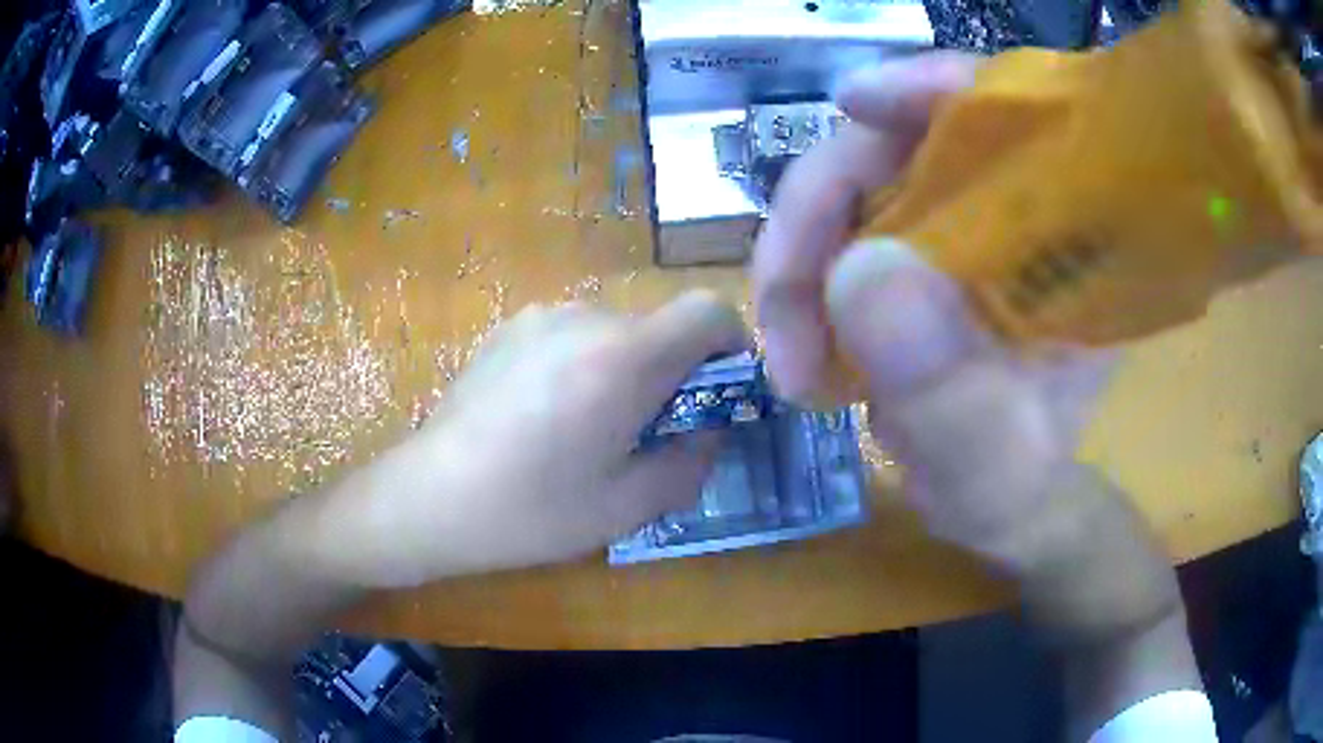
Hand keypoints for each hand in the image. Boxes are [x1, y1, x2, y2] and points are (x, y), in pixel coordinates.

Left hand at [315, 291, 745, 585]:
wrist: (430, 497)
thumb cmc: (531, 510)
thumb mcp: (627, 506)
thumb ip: (689, 463)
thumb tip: (709, 431)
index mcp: (623, 357)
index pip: (708, 310)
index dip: (731, 344)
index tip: (719, 390)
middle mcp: (585, 317)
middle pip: (661, 325)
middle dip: (673, 372)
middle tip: (648, 431)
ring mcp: (540, 317)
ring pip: (615, 331)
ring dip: (625, 369)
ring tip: (589, 427)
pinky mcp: (508, 328)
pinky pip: (572, 334)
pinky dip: (584, 363)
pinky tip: (545, 415)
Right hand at [752, 52, 1114, 561]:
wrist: (1006, 510)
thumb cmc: (1020, 492)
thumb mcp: (993, 464)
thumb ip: (947, 390)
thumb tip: (858, 275)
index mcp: (1066, 245)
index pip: (1011, 114)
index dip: (933, 89)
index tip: (854, 103)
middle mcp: (1010, 217)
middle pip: (904, 144)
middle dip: (822, 211)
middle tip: (782, 313)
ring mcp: (954, 231)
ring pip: (857, 190)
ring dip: (803, 262)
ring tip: (792, 360)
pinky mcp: (913, 257)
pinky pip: (843, 232)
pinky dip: (807, 279)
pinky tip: (805, 348)